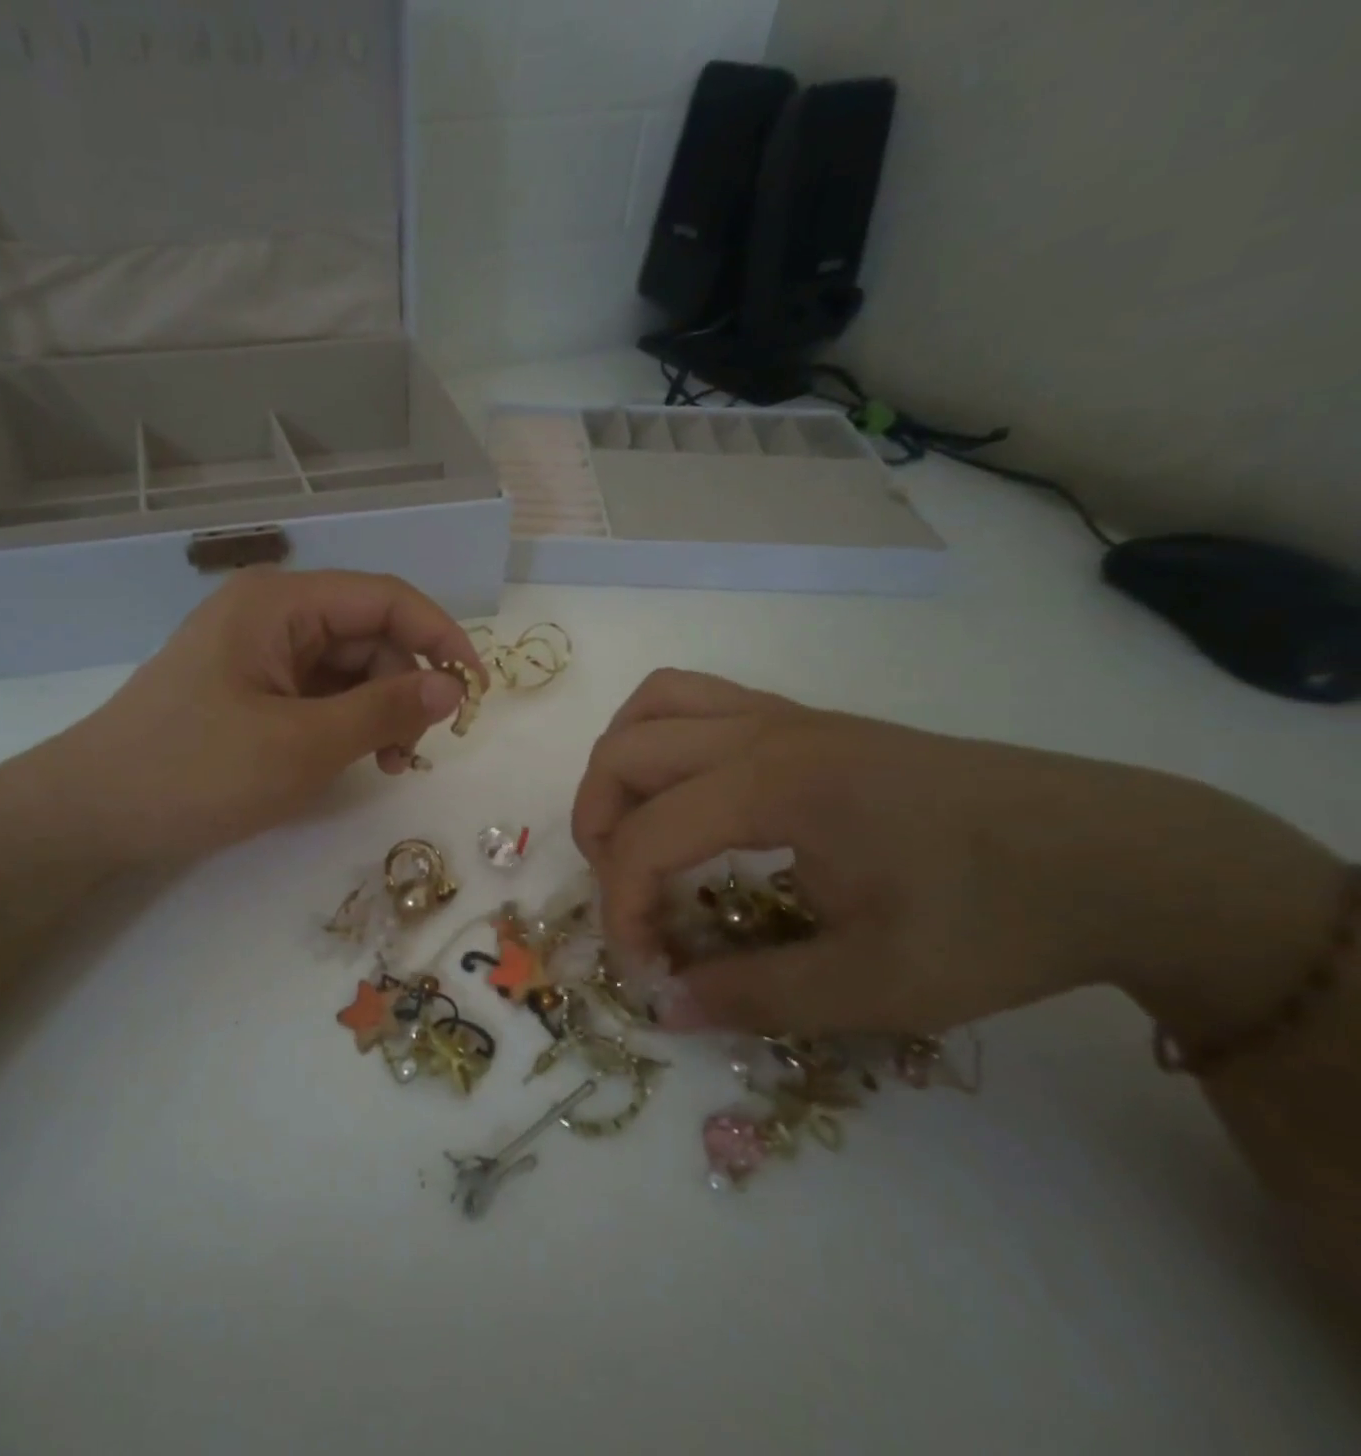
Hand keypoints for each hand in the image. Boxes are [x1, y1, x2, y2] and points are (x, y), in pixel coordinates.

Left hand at [60, 569, 482, 867]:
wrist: (92, 814)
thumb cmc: (194, 772)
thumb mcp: (301, 745)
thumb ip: (384, 710)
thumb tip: (454, 686)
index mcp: (279, 602)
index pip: (384, 598)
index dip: (440, 636)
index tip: (477, 689)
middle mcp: (271, 615)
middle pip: (367, 634)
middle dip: (404, 686)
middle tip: (418, 750)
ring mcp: (258, 654)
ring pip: (346, 668)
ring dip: (379, 710)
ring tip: (390, 764)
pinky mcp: (249, 690)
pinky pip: (317, 694)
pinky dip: (346, 723)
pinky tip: (357, 759)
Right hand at [573, 669, 1343, 1037]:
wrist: (1114, 857)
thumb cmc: (997, 921)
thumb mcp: (878, 984)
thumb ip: (754, 994)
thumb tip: (662, 1006)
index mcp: (778, 786)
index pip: (648, 836)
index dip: (622, 908)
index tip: (646, 969)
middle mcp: (764, 732)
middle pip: (624, 753)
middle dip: (598, 828)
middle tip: (627, 895)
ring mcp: (783, 716)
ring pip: (653, 706)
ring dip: (620, 768)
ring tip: (635, 829)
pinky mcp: (803, 719)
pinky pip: (696, 699)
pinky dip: (659, 738)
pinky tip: (686, 794)